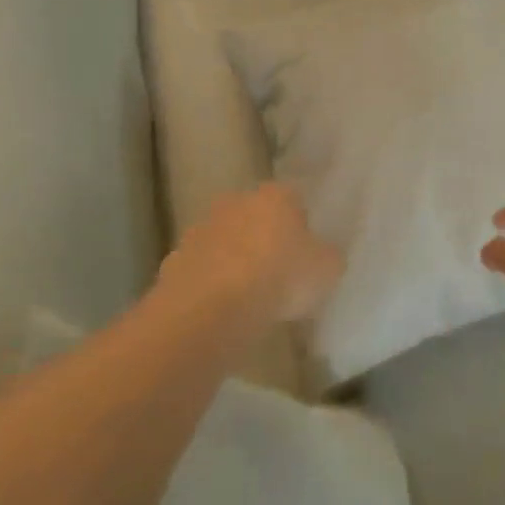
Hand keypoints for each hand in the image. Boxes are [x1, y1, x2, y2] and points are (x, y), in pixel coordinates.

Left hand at [158, 183, 343, 323]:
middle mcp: (236, 201)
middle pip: (256, 216)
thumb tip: (322, 255)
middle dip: (265, 237)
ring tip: (249, 295)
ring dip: (235, 259)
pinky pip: (204, 268)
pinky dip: (212, 282)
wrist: (211, 308)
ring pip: (226, 240)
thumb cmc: (280, 278)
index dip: (301, 225)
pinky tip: (223, 308)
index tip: (306, 252)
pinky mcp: (176, 258)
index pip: (293, 199)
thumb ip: (327, 257)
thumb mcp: (326, 270)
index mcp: (276, 195)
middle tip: (278, 272)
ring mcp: (202, 228)